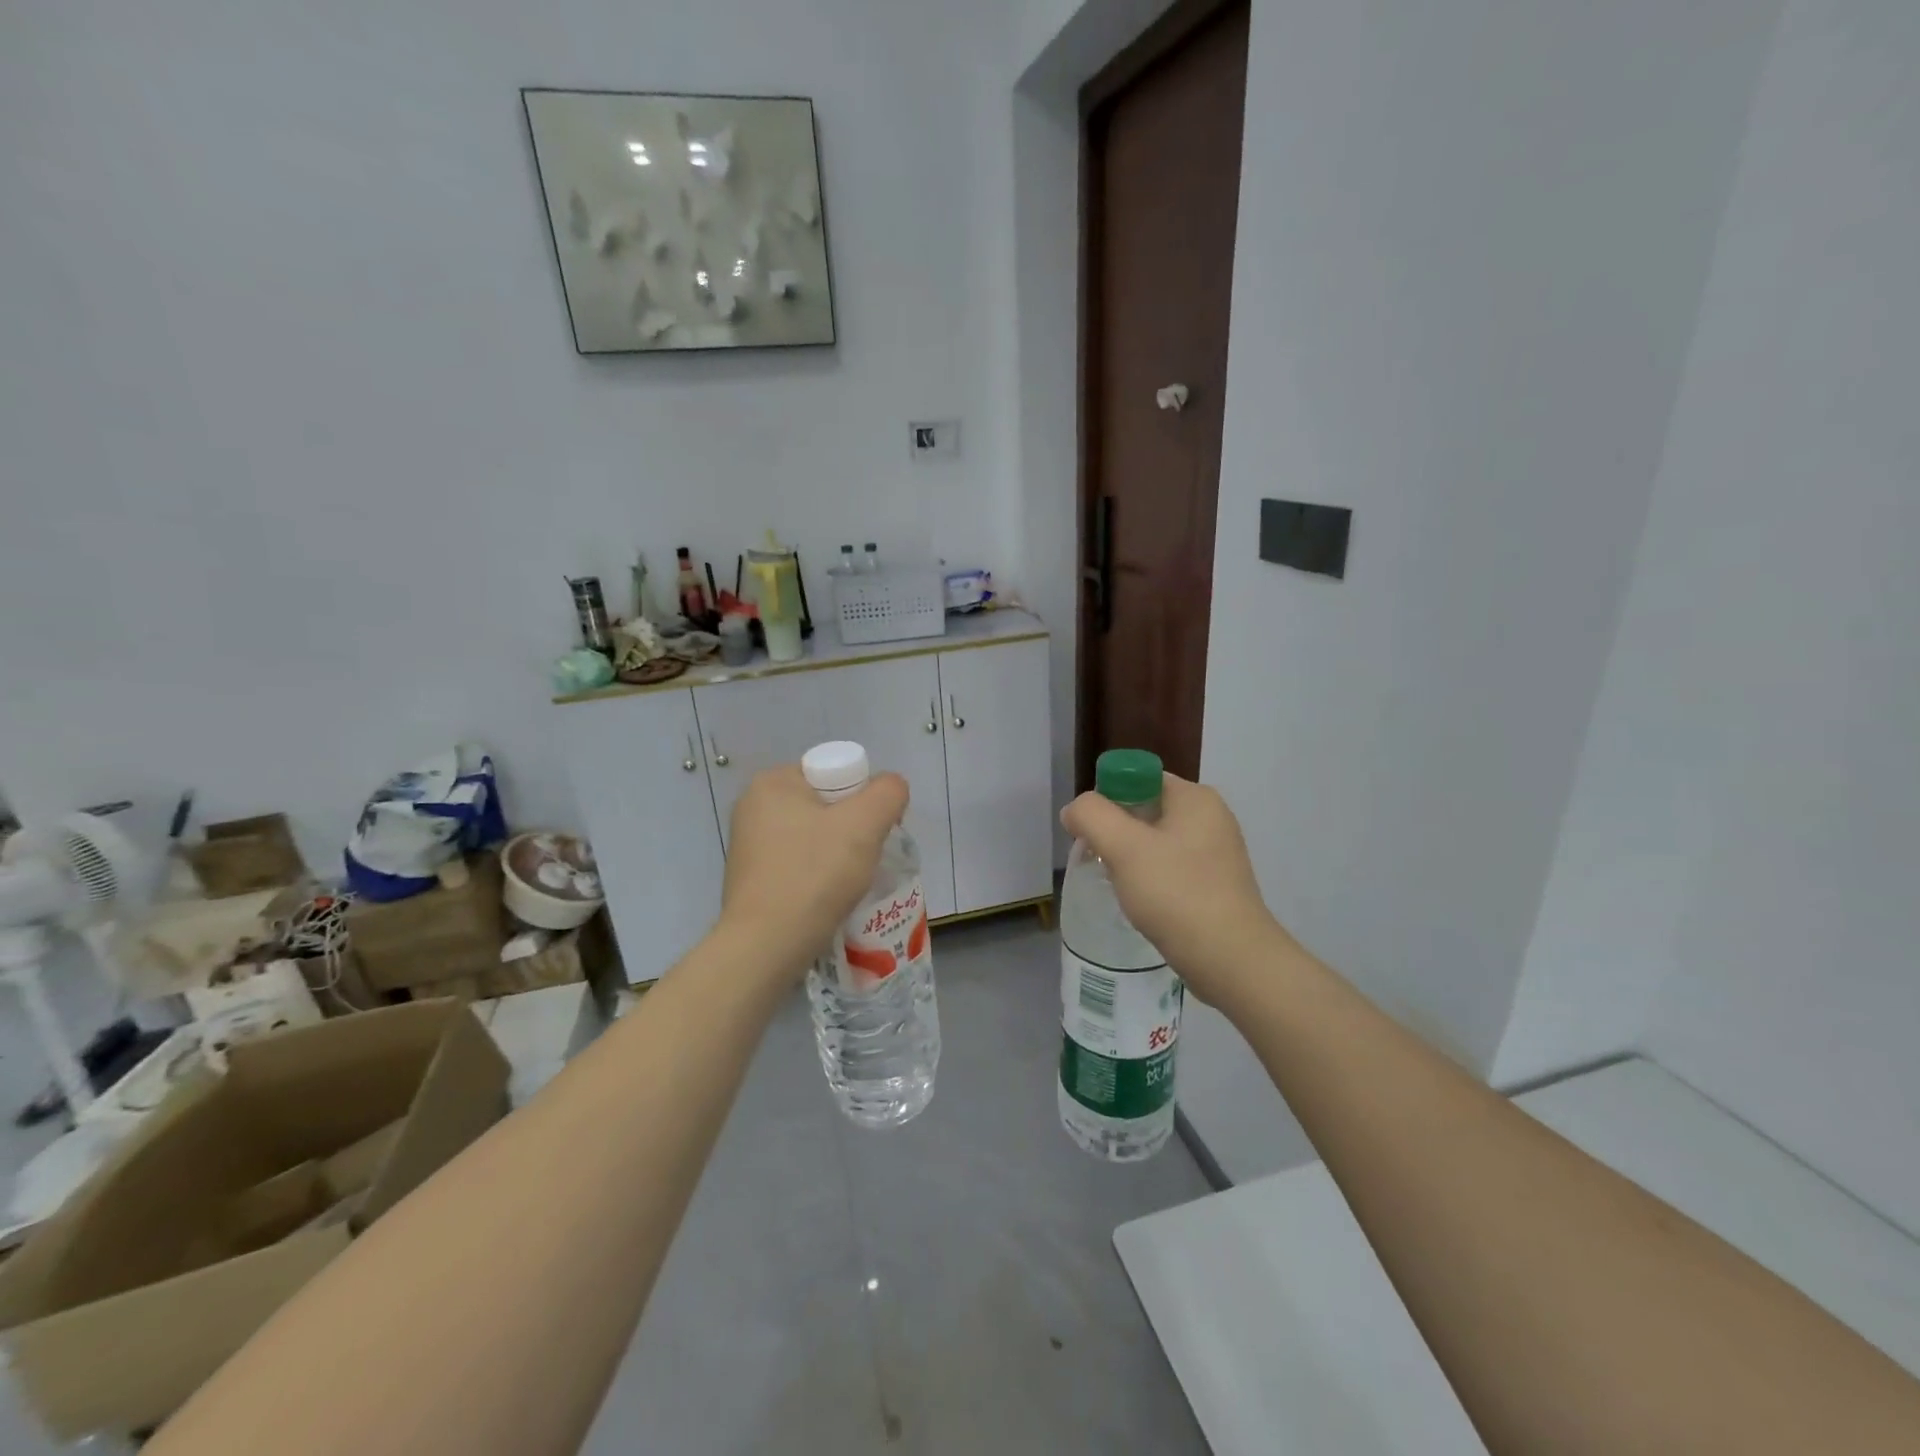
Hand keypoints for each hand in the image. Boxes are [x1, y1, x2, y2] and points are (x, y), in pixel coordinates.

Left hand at [721, 765, 908, 978]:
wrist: (766, 946)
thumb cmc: (814, 875)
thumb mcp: (865, 823)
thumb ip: (888, 793)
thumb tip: (891, 790)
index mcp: (773, 782)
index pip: (836, 773)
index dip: (864, 799)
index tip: (874, 832)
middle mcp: (753, 806)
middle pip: (826, 805)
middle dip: (853, 829)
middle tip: (865, 857)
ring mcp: (749, 844)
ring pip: (815, 836)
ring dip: (838, 854)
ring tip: (849, 881)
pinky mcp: (752, 877)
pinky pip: (799, 863)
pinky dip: (818, 875)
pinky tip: (828, 897)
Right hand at [1060, 774, 1288, 1004]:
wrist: (1232, 961)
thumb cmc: (1177, 894)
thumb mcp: (1124, 847)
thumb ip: (1091, 816)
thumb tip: (1075, 811)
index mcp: (1195, 798)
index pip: (1138, 778)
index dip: (1107, 800)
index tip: (1093, 835)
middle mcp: (1211, 817)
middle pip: (1144, 809)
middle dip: (1115, 833)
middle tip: (1100, 862)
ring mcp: (1216, 853)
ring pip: (1154, 842)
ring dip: (1129, 859)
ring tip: (1120, 887)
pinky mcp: (1216, 884)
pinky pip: (1170, 869)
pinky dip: (1150, 880)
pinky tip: (1142, 903)